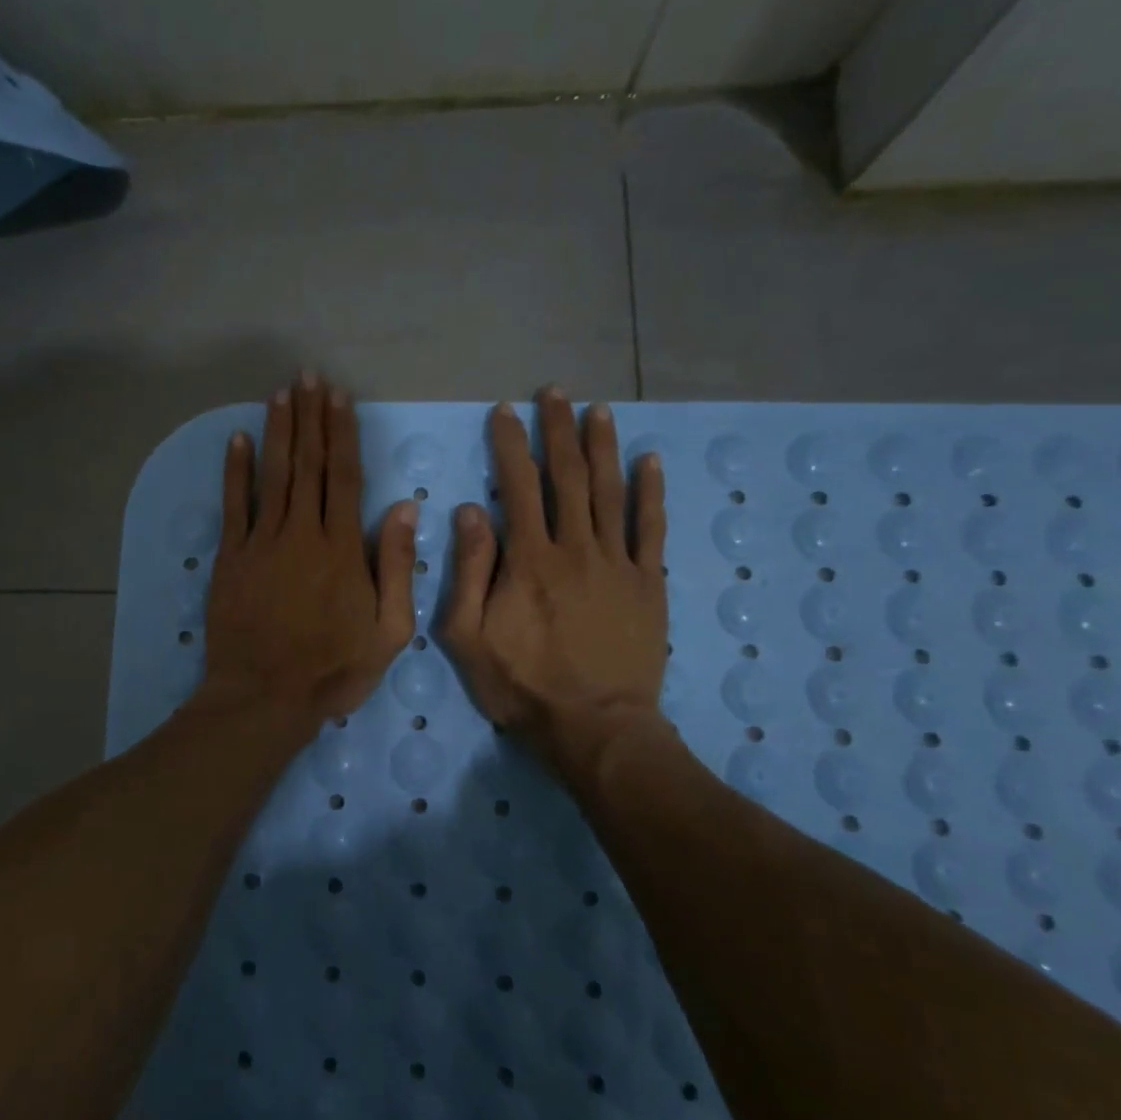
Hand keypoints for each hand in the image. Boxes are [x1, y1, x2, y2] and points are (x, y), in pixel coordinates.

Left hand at [199, 373, 418, 730]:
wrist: (264, 697)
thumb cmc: (333, 669)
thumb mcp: (388, 631)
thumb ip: (396, 567)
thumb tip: (403, 507)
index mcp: (342, 549)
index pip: (344, 477)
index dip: (342, 434)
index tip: (340, 399)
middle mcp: (302, 533)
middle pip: (307, 464)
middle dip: (310, 418)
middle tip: (310, 377)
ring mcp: (262, 542)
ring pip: (273, 475)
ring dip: (278, 431)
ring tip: (282, 394)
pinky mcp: (231, 558)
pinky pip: (234, 505)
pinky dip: (235, 470)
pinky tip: (237, 439)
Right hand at [441, 388, 670, 787]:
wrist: (594, 727)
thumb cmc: (523, 685)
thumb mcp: (468, 636)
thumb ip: (469, 571)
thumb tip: (470, 511)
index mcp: (529, 560)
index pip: (517, 487)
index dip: (510, 445)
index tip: (505, 411)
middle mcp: (575, 548)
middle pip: (567, 477)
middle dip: (558, 430)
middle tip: (555, 393)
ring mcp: (618, 563)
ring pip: (610, 492)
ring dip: (602, 447)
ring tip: (597, 410)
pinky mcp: (649, 583)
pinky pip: (652, 529)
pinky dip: (651, 492)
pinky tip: (649, 461)